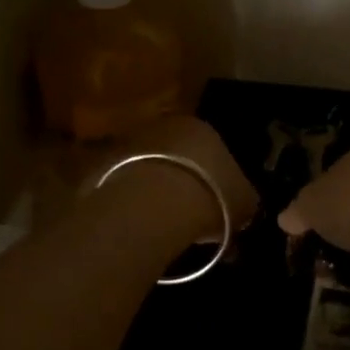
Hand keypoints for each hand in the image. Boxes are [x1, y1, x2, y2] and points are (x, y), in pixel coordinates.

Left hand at [101, 116, 258, 241]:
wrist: (152, 206)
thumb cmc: (210, 197)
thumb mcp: (244, 203)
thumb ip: (246, 201)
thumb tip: (245, 206)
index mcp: (204, 128)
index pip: (214, 150)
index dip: (218, 179)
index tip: (219, 205)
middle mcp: (166, 126)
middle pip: (179, 155)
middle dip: (186, 180)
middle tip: (190, 214)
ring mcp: (131, 142)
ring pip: (150, 167)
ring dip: (156, 189)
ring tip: (163, 223)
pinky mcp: (103, 164)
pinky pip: (125, 185)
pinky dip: (132, 201)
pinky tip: (139, 224)